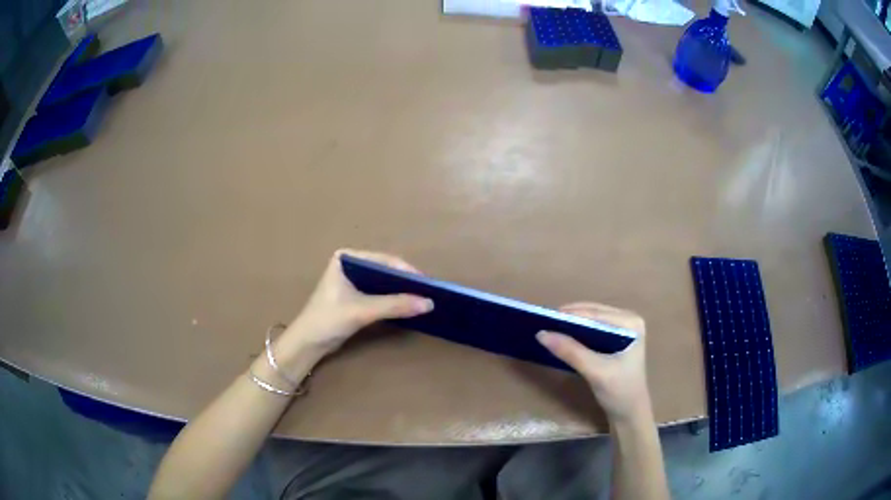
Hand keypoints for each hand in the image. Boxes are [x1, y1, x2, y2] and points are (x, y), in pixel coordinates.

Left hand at [273, 249, 433, 374]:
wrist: (307, 344)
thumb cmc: (329, 319)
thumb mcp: (362, 310)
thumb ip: (395, 305)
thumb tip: (429, 303)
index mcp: (347, 258)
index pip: (384, 260)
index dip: (406, 271)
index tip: (426, 284)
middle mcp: (350, 264)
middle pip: (385, 270)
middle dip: (405, 282)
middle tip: (427, 292)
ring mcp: (351, 280)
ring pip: (383, 283)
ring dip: (399, 291)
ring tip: (421, 299)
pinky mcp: (353, 297)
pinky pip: (378, 294)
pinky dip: (391, 300)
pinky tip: (405, 306)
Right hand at [536, 302, 651, 423]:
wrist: (629, 414)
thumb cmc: (619, 391)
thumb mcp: (595, 371)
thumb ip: (571, 352)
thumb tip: (541, 334)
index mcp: (631, 322)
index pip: (596, 313)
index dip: (570, 315)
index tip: (544, 318)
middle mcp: (628, 320)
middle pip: (593, 313)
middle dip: (570, 318)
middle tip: (543, 323)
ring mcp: (623, 329)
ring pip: (591, 321)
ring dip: (572, 325)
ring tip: (549, 329)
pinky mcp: (615, 340)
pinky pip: (592, 331)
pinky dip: (577, 334)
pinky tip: (563, 338)